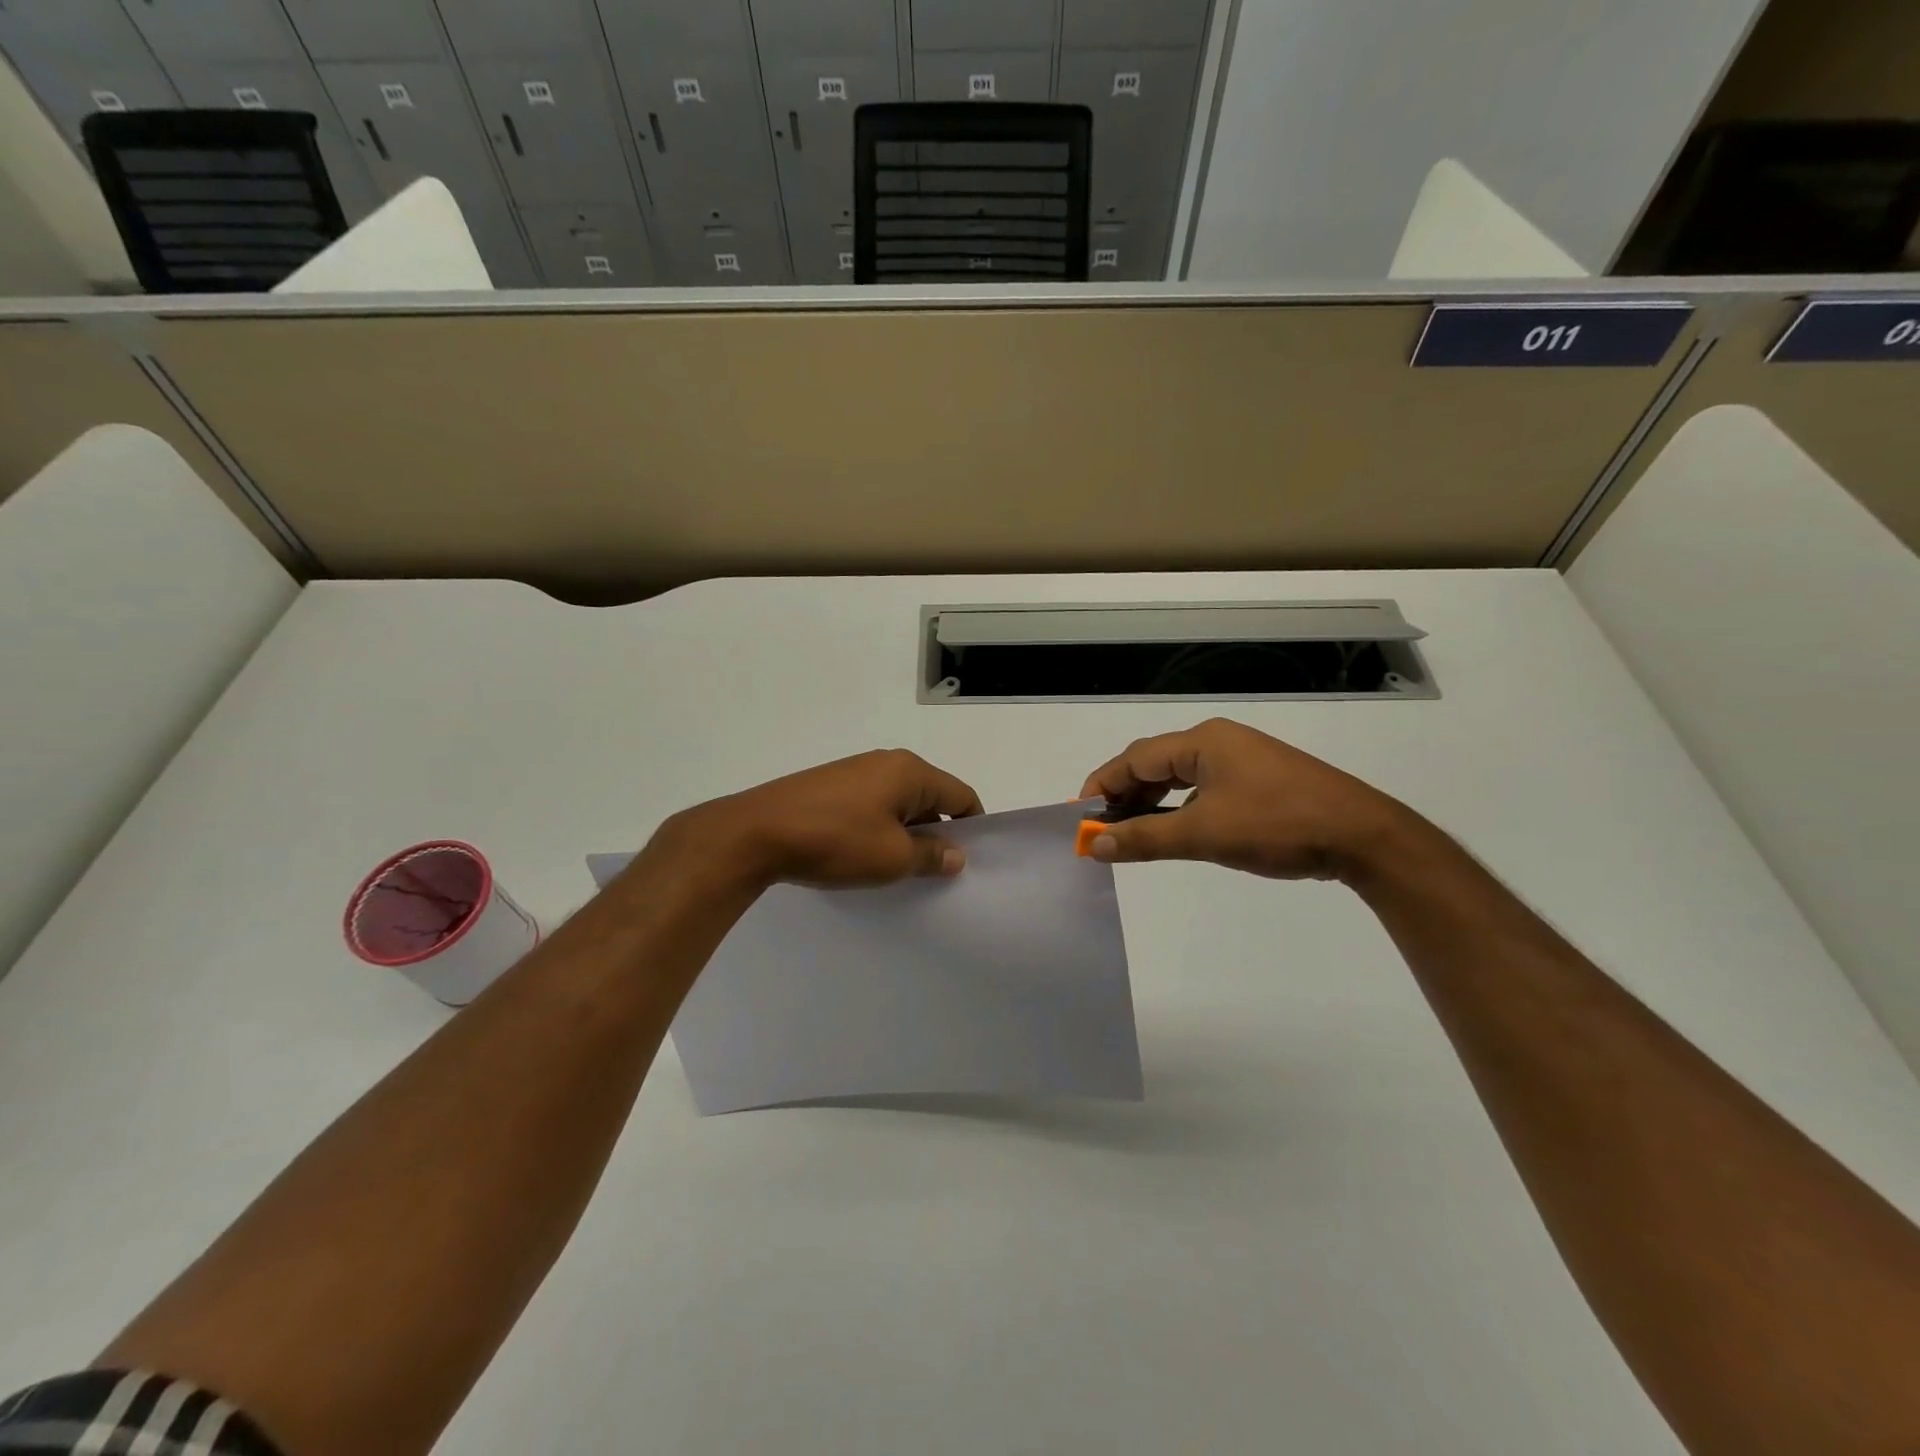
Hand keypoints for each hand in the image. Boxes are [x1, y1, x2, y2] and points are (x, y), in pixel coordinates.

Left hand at [660, 750, 984, 888]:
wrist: (756, 833)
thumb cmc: (836, 841)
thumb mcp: (893, 857)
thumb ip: (932, 855)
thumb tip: (957, 855)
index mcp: (909, 771)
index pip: (961, 795)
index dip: (973, 828)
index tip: (970, 862)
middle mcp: (885, 762)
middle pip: (930, 797)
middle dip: (938, 832)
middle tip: (937, 872)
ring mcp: (854, 772)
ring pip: (899, 803)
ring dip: (906, 834)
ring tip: (901, 870)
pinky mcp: (829, 787)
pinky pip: (872, 806)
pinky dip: (880, 829)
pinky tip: (866, 857)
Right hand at [1079, 718, 1413, 880]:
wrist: (1362, 836)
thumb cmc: (1277, 825)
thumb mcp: (1204, 834)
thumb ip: (1145, 838)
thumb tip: (1095, 844)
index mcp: (1203, 742)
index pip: (1135, 758)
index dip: (1103, 784)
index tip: (1080, 815)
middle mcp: (1219, 742)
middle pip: (1155, 763)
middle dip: (1125, 795)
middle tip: (1102, 828)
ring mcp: (1242, 760)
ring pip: (1180, 777)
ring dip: (1152, 803)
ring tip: (1130, 832)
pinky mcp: (1260, 781)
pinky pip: (1204, 788)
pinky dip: (1180, 807)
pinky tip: (1175, 829)